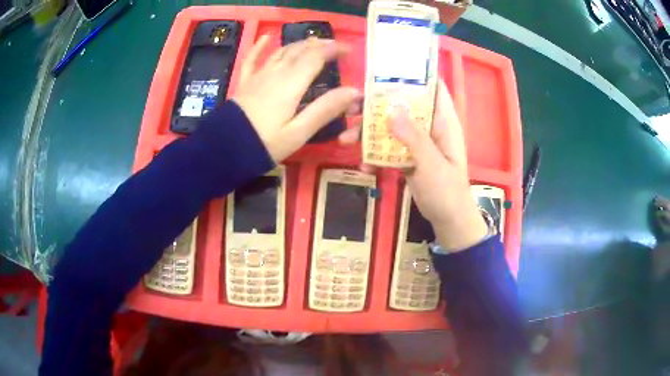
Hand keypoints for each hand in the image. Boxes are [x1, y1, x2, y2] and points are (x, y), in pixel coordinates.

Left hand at [233, 35, 361, 161]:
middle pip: (300, 50)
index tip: (349, 50)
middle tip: (335, 46)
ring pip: (281, 52)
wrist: (225, 150)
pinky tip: (266, 37)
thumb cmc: (265, 144)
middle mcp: (276, 73)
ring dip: (299, 44)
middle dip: (320, 45)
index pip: (316, 57)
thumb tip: (353, 91)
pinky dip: (259, 46)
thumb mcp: (299, 132)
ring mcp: (258, 76)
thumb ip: (325, 109)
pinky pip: (252, 59)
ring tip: (313, 42)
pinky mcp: (246, 83)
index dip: (334, 49)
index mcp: (291, 83)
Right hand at [340, 80, 487, 251]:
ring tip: (345, 139)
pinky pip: (388, 148)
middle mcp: (430, 126)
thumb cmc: (447, 191)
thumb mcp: (431, 165)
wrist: (447, 220)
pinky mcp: (408, 156)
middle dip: (377, 104)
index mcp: (443, 121)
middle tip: (351, 106)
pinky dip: (375, 155)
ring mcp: (418, 141)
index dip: (414, 75)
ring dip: (369, 131)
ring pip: (391, 126)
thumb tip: (391, 110)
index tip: (386, 69)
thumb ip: (414, 138)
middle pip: (403, 105)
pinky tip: (364, 166)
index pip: (433, 87)